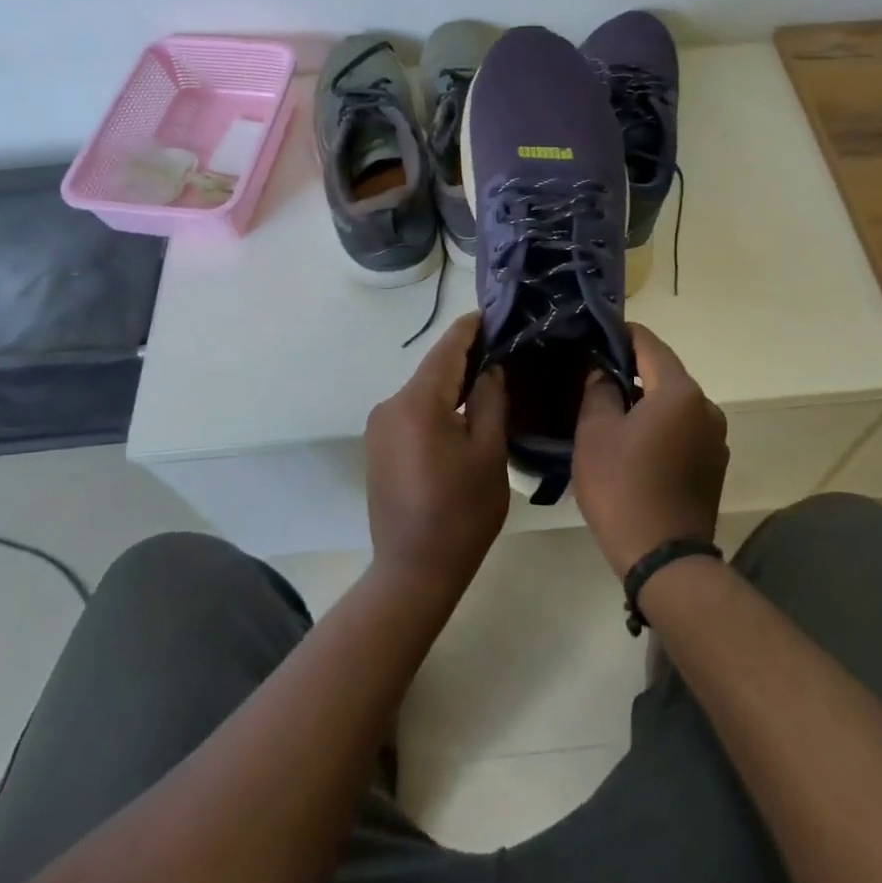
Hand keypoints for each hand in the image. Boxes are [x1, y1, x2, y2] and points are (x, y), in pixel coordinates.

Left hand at [364, 313, 509, 594]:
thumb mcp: (489, 453)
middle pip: (433, 369)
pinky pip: (412, 410)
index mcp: (417, 403)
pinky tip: (462, 410)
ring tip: (489, 376)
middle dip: (466, 356)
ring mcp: (379, 426)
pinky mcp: (378, 445)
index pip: (447, 350)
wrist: (413, 570)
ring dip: (452, 382)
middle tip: (503, 347)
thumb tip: (491, 367)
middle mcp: (390, 405)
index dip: (471, 329)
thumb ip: (491, 400)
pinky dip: (437, 404)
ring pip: (423, 390)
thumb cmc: (461, 513)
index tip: (493, 312)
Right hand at [573, 324, 729, 576]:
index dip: (621, 333)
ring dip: (647, 401)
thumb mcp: (595, 433)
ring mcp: (716, 438)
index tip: (596, 333)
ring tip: (612, 411)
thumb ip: (599, 390)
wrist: (665, 559)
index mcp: (680, 392)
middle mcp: (707, 407)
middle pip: (665, 373)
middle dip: (632, 370)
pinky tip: (636, 443)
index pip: (649, 344)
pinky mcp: (715, 464)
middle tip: (595, 375)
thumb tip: (604, 372)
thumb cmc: (623, 488)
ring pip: (674, 403)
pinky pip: (684, 429)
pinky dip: (661, 425)